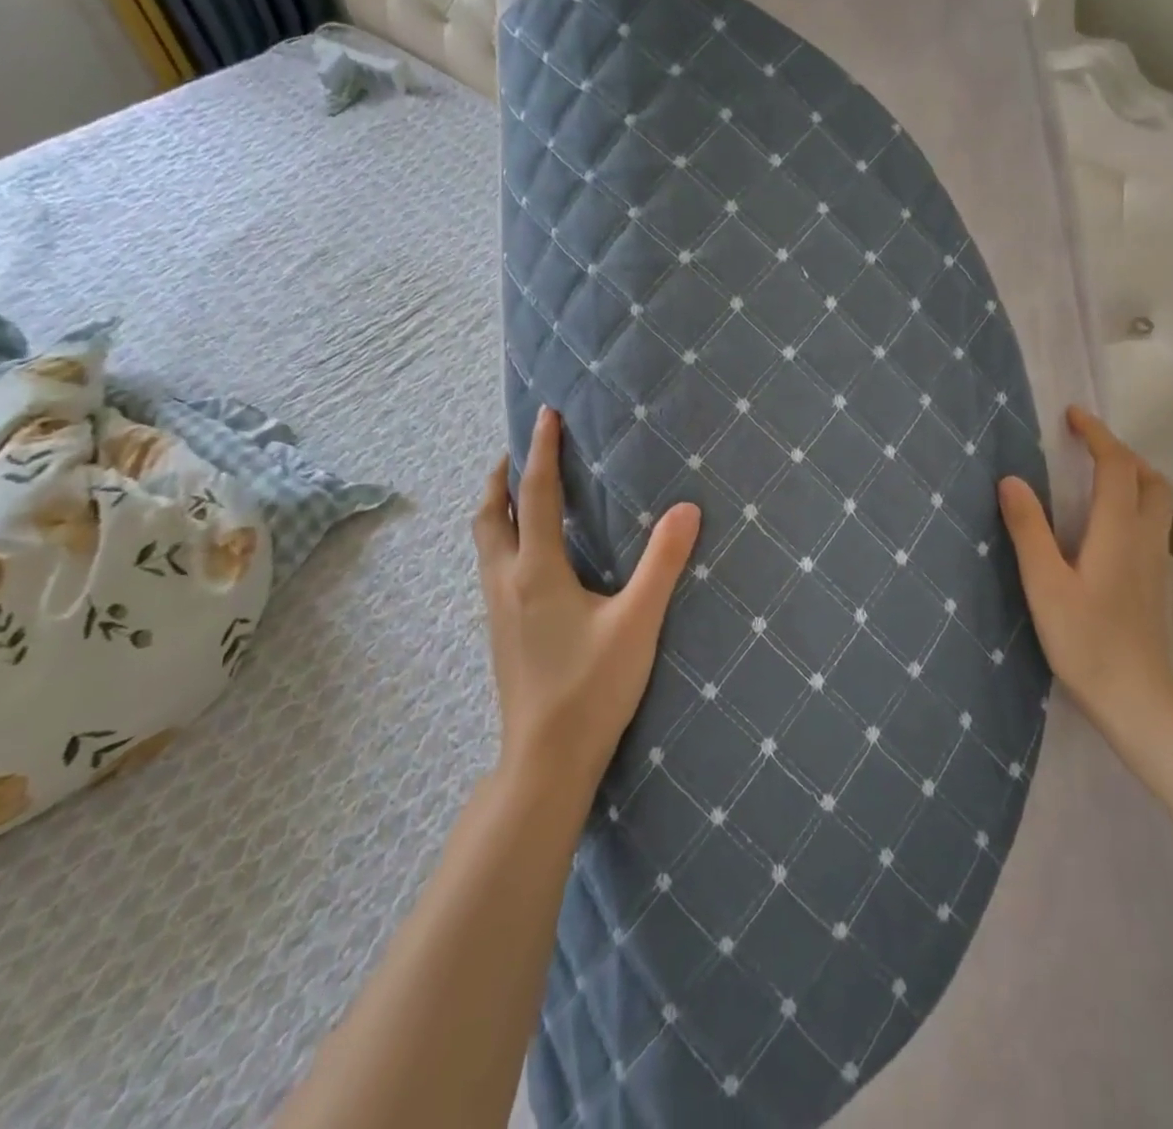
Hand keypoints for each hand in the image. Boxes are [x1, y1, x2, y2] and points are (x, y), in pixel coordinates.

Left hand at [472, 406, 701, 794]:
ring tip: (522, 489)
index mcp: (536, 570)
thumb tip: (687, 509)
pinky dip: (503, 536)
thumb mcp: (637, 622)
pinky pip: (492, 564)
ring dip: (499, 505)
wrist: (545, 759)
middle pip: (490, 513)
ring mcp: (497, 608)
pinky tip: (530, 553)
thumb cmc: (593, 688)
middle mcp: (506, 581)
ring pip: (485, 541)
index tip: (546, 415)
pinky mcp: (501, 630)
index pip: (535, 494)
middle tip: (523, 449)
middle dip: (503, 474)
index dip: (541, 450)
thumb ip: (662, 564)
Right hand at [997, 406, 1172, 742]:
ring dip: (1132, 478)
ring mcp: (1159, 565)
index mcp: (1118, 532)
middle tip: (1087, 447)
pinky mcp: (1159, 586)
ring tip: (1095, 480)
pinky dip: (1134, 506)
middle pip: (1151, 479)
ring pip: (1158, 504)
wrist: (1142, 702)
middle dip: (1122, 453)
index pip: (1116, 467)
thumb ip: (1028, 530)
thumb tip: (1011, 480)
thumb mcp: (1045, 585)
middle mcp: (1147, 540)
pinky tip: (1106, 529)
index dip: (1097, 435)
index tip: (1073, 416)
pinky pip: (1154, 527)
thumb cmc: (1087, 643)